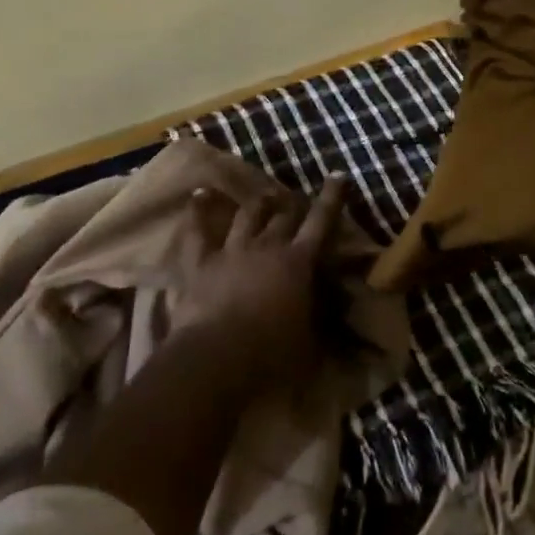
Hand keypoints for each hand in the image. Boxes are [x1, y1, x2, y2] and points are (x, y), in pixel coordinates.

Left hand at [179, 176, 347, 390]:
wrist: (216, 358)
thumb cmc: (271, 355)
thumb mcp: (310, 343)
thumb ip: (319, 322)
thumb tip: (335, 316)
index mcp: (298, 263)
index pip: (321, 223)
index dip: (331, 199)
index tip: (337, 176)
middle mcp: (267, 247)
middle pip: (282, 217)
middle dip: (291, 206)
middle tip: (294, 202)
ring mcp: (231, 251)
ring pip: (247, 216)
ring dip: (257, 205)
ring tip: (263, 197)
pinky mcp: (199, 263)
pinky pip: (197, 231)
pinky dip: (198, 211)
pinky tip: (199, 195)